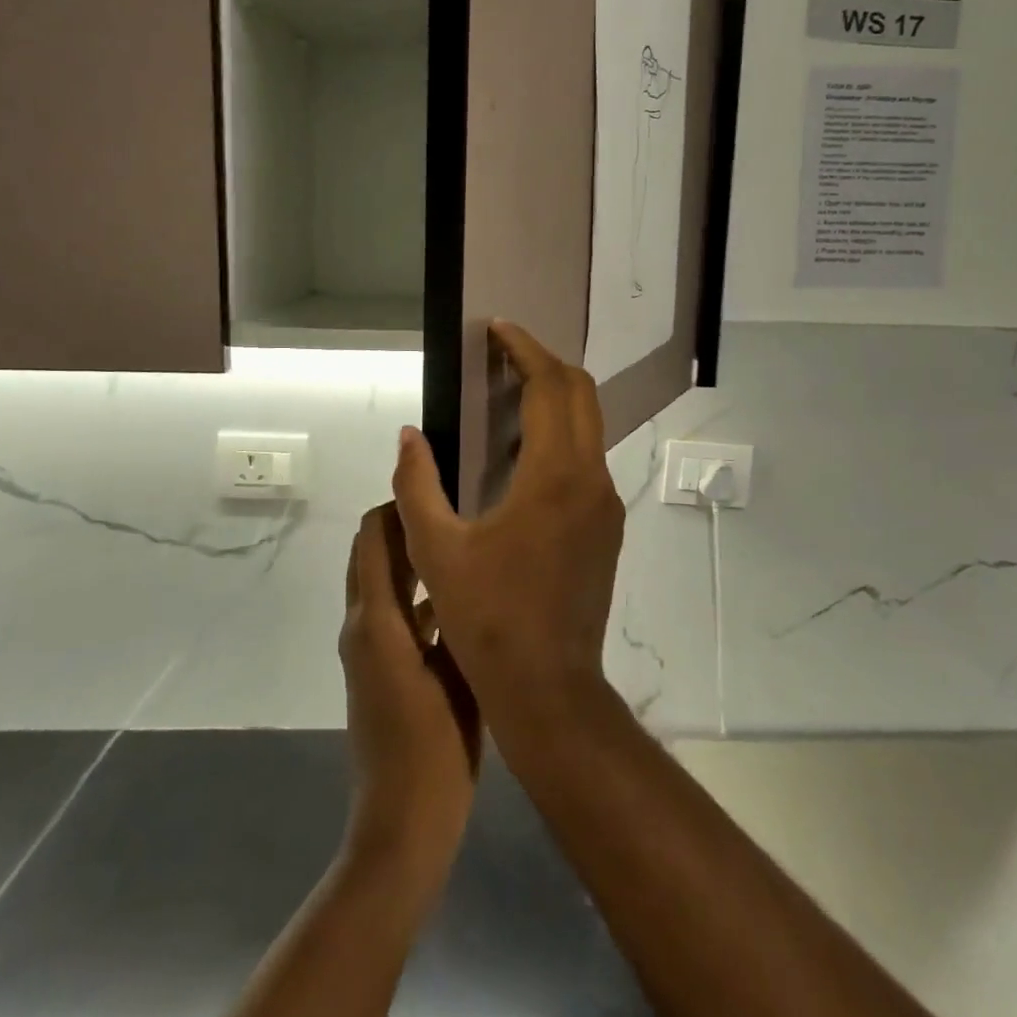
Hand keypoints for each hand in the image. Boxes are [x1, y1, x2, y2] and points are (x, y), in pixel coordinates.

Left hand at [339, 505, 480, 881]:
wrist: (403, 826)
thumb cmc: (434, 748)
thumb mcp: (455, 672)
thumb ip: (456, 614)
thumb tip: (464, 561)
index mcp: (376, 621)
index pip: (374, 538)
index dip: (397, 503)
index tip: (438, 478)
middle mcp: (363, 627)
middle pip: (372, 554)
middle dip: (404, 523)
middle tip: (457, 502)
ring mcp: (368, 652)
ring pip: (384, 584)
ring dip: (412, 557)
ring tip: (464, 537)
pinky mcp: (379, 672)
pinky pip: (394, 614)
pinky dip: (416, 593)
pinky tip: (461, 595)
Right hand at [391, 322, 625, 748]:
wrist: (550, 687)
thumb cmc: (487, 620)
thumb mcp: (437, 552)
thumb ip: (417, 485)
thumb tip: (409, 435)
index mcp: (555, 475)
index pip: (550, 386)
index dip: (525, 349)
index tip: (498, 329)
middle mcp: (592, 478)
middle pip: (580, 394)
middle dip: (545, 364)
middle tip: (504, 354)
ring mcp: (606, 503)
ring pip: (589, 426)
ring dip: (555, 400)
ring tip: (509, 395)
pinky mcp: (607, 526)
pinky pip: (588, 459)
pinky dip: (561, 436)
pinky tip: (525, 454)